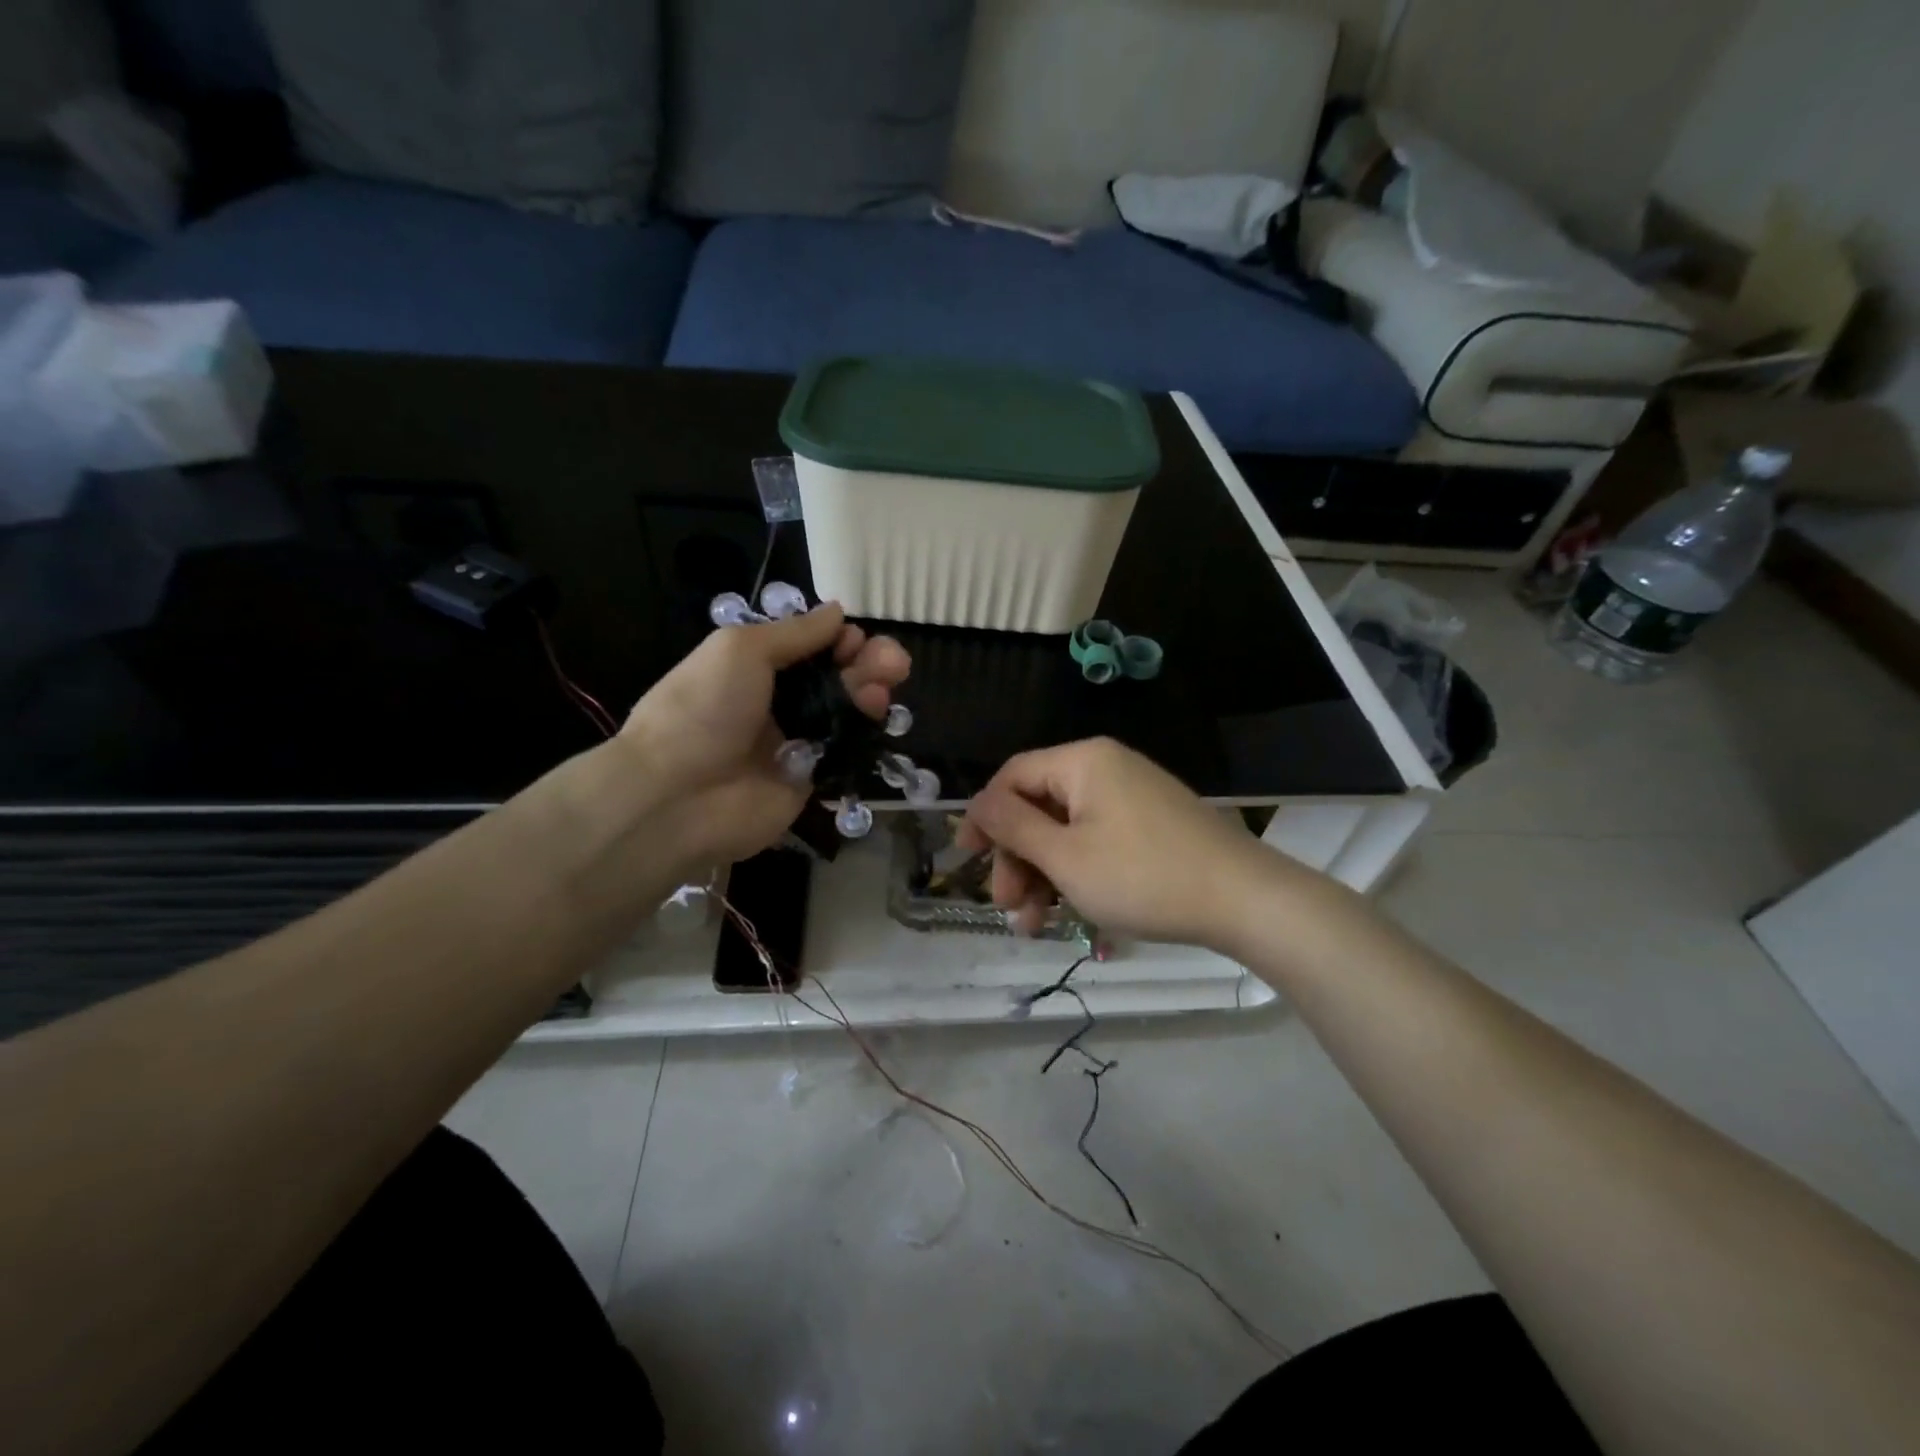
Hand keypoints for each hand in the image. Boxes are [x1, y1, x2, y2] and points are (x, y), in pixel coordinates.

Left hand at [620, 603, 909, 871]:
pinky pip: (844, 748)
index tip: (854, 636)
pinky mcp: (811, 778)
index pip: (807, 648)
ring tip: (890, 679)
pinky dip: (863, 728)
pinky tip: (876, 711)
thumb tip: (837, 612)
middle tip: (894, 659)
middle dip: (866, 662)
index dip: (835, 639)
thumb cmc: (703, 708)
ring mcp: (795, 741)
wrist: (676, 795)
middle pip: (833, 677)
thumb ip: (794, 633)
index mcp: (753, 667)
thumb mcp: (741, 650)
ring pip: (845, 710)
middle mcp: (776, 702)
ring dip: (870, 689)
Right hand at [958, 737, 1293, 951]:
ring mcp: (1131, 797)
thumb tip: (977, 805)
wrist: (1244, 900)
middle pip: (1038, 807)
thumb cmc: (1142, 876)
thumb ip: (1013, 826)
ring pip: (1066, 830)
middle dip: (1017, 859)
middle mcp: (1105, 768)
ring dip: (1043, 874)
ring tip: (1034, 926)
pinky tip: (1067, 914)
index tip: (965, 861)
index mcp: (1082, 761)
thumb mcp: (1065, 856)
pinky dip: (1076, 873)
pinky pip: (1096, 840)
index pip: (1012, 777)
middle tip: (1008, 907)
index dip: (984, 818)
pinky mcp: (1150, 825)